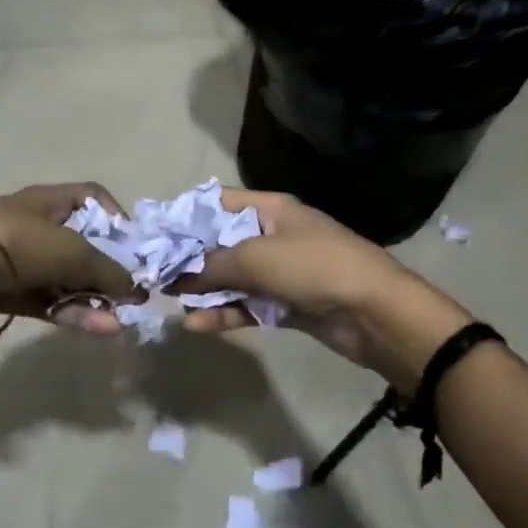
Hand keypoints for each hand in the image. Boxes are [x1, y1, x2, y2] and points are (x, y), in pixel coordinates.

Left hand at [0, 182, 140, 340]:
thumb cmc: (17, 246)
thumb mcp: (73, 253)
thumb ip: (109, 271)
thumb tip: (134, 290)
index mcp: (50, 201)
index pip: (92, 197)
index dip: (116, 217)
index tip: (134, 247)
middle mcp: (36, 226)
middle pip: (82, 244)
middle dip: (108, 268)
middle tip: (132, 293)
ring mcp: (20, 261)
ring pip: (66, 278)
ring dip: (93, 297)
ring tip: (120, 319)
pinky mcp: (7, 293)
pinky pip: (48, 301)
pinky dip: (72, 313)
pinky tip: (99, 328)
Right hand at [173, 188, 471, 391]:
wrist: (374, 312)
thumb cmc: (313, 267)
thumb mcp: (256, 258)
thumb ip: (212, 266)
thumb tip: (176, 277)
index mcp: (270, 209)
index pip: (219, 203)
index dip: (187, 215)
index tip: (155, 234)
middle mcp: (273, 236)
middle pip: (222, 243)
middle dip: (190, 258)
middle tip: (154, 274)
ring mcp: (281, 272)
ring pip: (233, 278)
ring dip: (205, 289)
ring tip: (170, 301)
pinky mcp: (287, 305)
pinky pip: (248, 306)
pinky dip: (224, 313)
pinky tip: (196, 323)